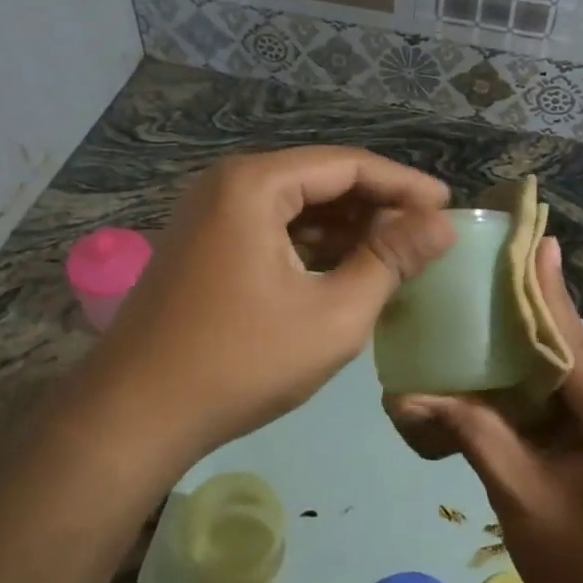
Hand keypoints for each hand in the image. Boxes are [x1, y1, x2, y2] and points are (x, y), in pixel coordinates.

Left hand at [78, 148, 454, 464]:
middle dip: (376, 206)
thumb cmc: (241, 362)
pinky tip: (345, 270)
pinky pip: (270, 229)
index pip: (348, 165)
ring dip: (346, 228)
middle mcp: (228, 184)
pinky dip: (311, 246)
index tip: (449, 206)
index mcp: (255, 183)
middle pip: (320, 180)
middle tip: (426, 235)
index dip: (405, 184)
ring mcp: (209, 215)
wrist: (133, 417)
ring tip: (396, 255)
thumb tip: (442, 225)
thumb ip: (391, 261)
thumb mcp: (333, 315)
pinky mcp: (203, 246)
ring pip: (295, 207)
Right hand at [385, 237, 582, 582]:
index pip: (578, 351)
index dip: (545, 299)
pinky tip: (517, 360)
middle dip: (537, 318)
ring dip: (543, 345)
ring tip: (496, 310)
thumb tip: (409, 393)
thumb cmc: (581, 579)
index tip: (530, 244)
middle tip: (491, 277)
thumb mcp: (520, 499)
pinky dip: (554, 375)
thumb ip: (473, 432)